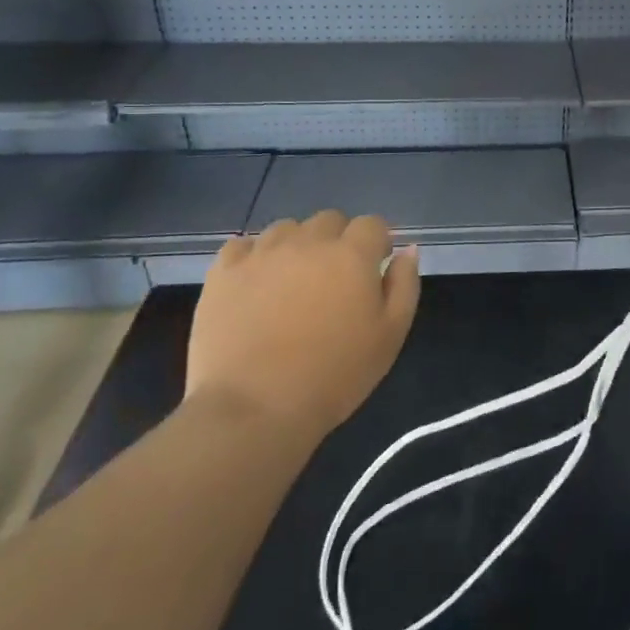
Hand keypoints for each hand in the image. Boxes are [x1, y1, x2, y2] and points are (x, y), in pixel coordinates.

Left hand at [187, 211, 420, 438]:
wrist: (255, 409)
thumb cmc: (335, 375)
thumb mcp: (390, 335)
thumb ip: (404, 285)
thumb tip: (407, 250)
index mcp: (352, 254)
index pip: (372, 224)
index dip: (376, 244)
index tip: (374, 270)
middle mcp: (308, 242)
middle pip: (329, 220)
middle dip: (338, 241)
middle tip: (333, 280)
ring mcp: (262, 254)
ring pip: (286, 229)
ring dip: (297, 246)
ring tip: (292, 283)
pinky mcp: (223, 272)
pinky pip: (243, 246)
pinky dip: (254, 257)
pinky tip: (256, 284)